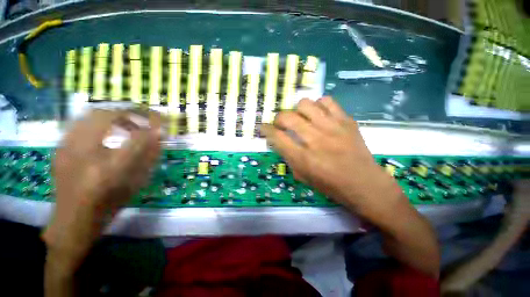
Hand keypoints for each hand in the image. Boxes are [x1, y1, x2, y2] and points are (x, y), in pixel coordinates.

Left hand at [42, 109, 161, 274]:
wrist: (72, 220)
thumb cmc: (109, 205)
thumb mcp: (136, 183)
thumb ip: (149, 156)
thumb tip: (160, 135)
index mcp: (110, 169)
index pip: (137, 136)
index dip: (153, 125)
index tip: (163, 120)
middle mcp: (85, 154)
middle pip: (108, 116)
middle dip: (131, 112)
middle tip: (144, 117)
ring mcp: (68, 148)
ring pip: (91, 115)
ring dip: (114, 114)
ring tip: (127, 121)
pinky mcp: (60, 147)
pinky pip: (80, 122)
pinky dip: (98, 120)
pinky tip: (106, 129)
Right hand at [261, 97, 439, 276]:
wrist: (365, 184)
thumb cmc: (330, 185)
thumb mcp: (303, 177)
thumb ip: (288, 157)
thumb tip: (278, 141)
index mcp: (303, 158)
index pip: (276, 137)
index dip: (266, 129)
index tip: (263, 127)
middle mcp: (315, 139)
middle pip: (287, 117)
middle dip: (278, 118)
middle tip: (281, 123)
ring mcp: (332, 127)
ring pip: (305, 104)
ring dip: (297, 110)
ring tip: (301, 118)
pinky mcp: (346, 121)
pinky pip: (327, 101)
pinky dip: (318, 105)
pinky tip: (319, 115)